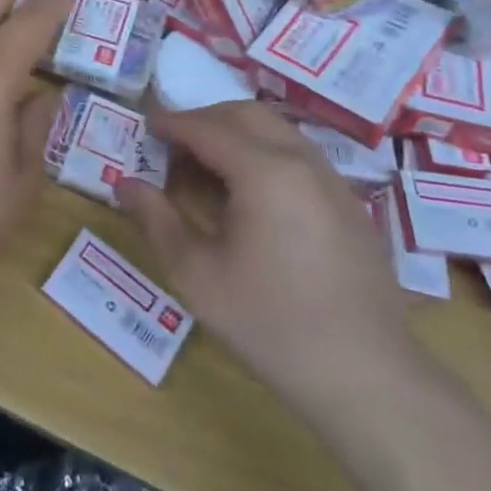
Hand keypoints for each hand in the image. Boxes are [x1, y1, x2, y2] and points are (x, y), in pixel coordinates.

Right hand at [116, 103, 421, 421]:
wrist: (367, 375)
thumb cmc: (270, 323)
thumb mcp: (197, 275)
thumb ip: (157, 220)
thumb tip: (123, 184)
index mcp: (263, 170)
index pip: (207, 128)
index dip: (172, 123)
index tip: (145, 127)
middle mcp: (301, 160)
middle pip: (245, 114)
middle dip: (205, 119)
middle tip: (174, 145)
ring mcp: (332, 180)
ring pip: (277, 130)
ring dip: (237, 133)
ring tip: (207, 167)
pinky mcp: (349, 203)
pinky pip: (299, 154)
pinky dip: (266, 152)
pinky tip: (251, 195)